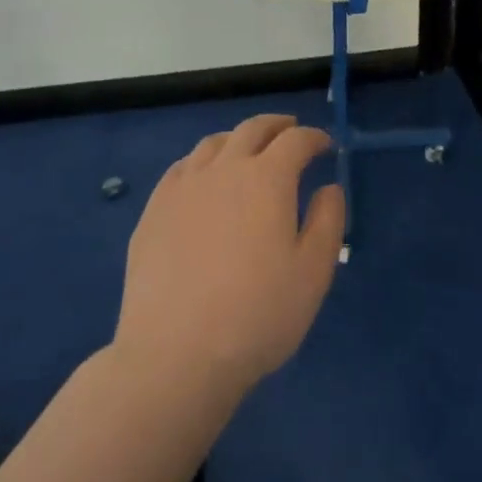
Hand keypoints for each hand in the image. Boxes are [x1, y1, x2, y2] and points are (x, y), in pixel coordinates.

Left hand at [115, 114, 344, 395]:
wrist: (175, 355)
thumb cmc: (257, 314)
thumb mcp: (313, 272)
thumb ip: (328, 220)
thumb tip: (328, 188)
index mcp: (267, 178)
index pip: (296, 140)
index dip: (314, 138)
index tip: (325, 146)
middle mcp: (224, 169)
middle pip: (252, 129)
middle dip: (277, 126)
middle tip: (290, 131)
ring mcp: (183, 188)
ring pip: (213, 143)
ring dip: (238, 139)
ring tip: (248, 152)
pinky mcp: (153, 211)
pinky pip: (181, 168)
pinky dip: (202, 162)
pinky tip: (204, 180)